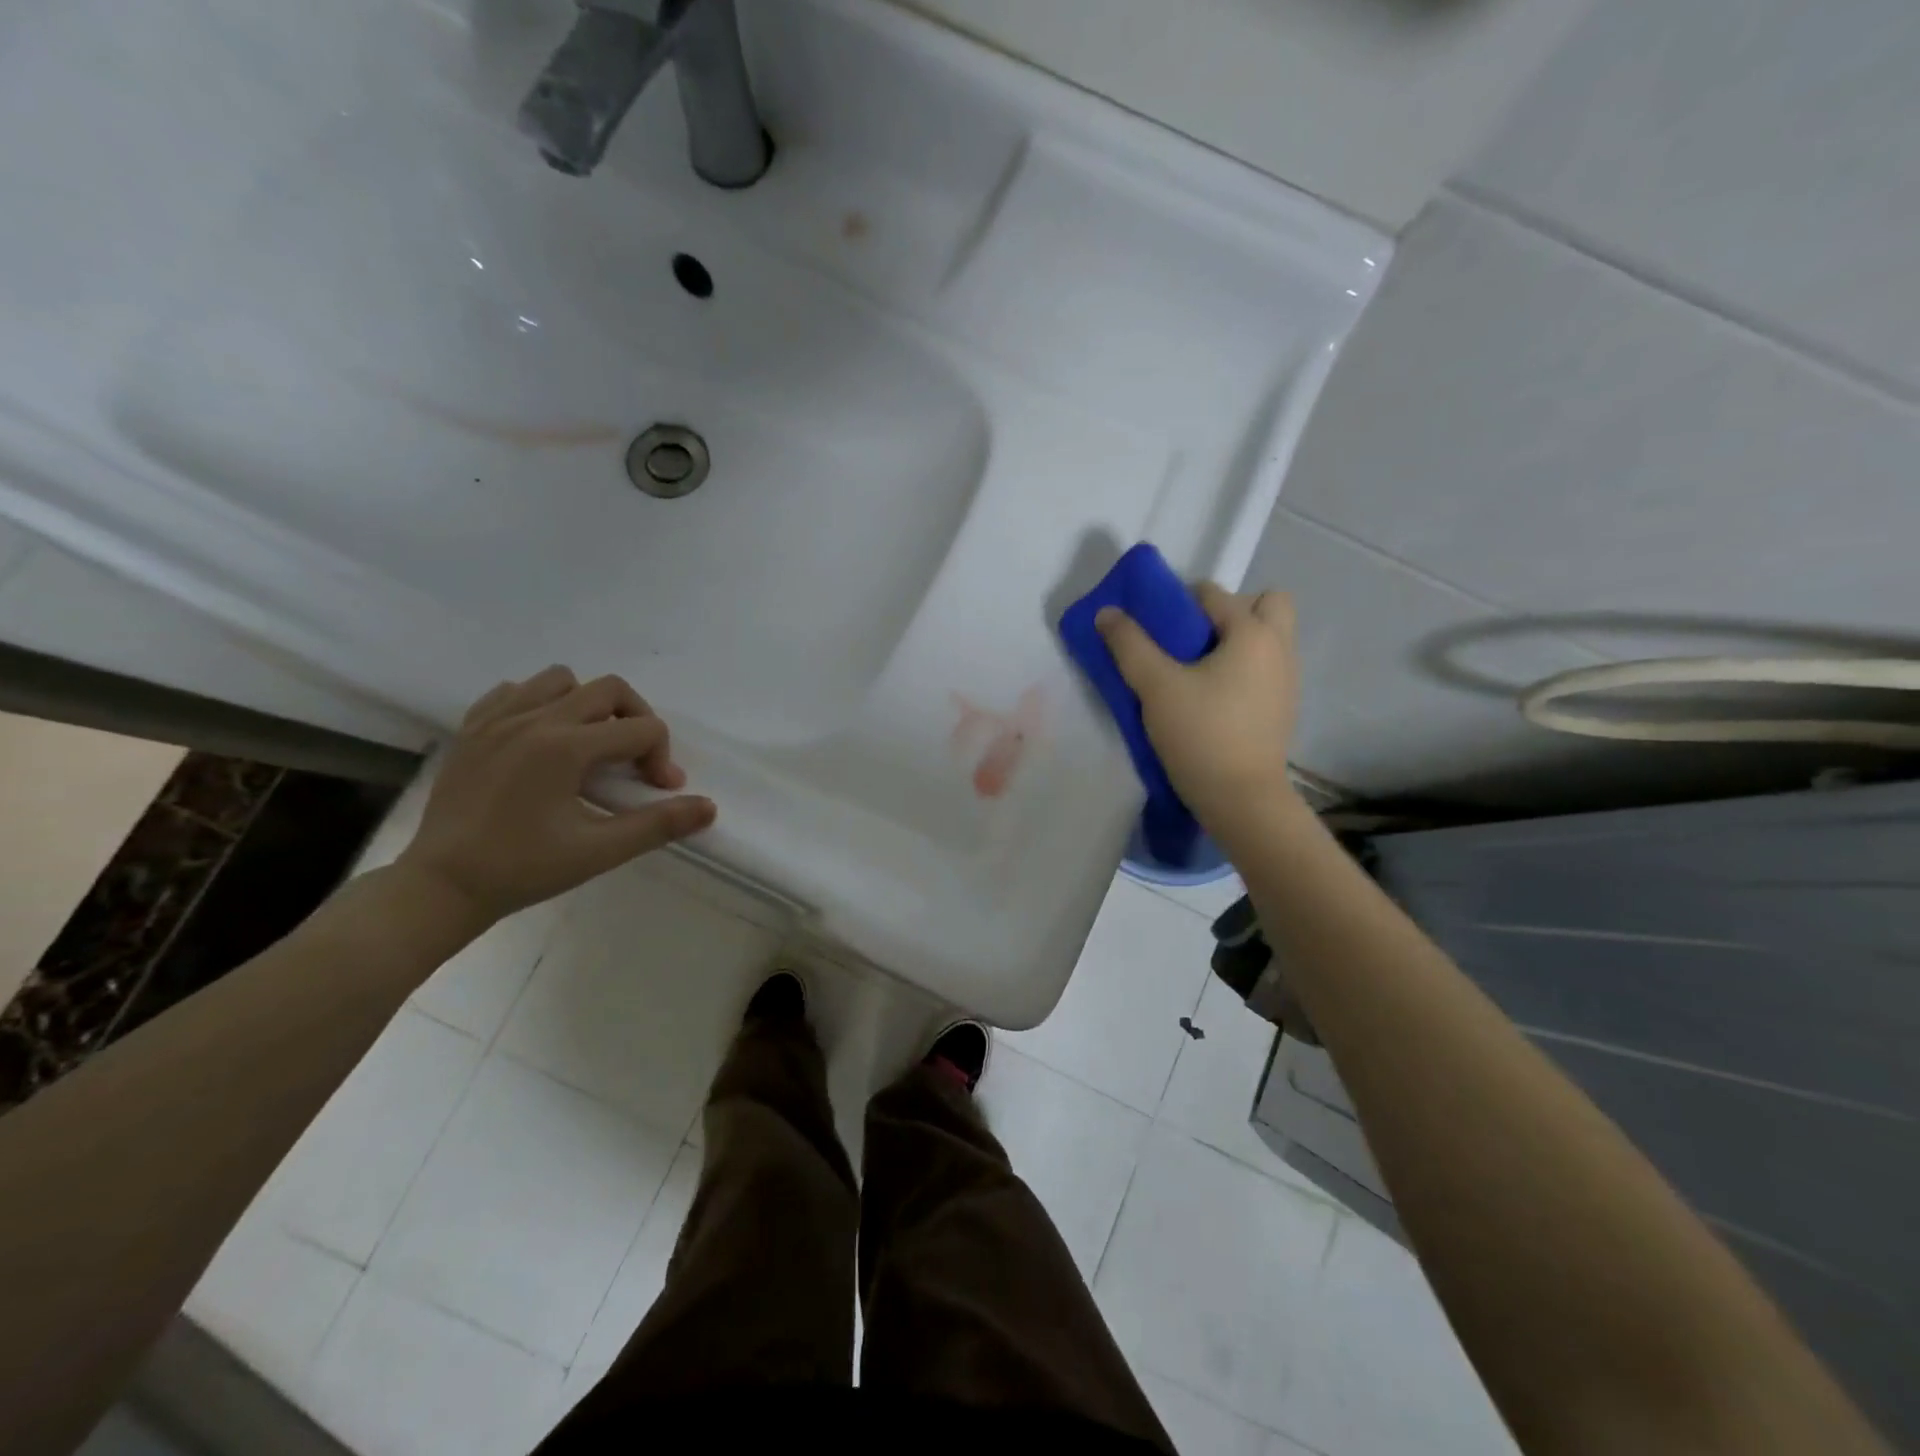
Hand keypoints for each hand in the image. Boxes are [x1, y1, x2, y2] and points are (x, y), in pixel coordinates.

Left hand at [396, 666, 716, 924]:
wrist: (441, 886)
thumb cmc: (523, 869)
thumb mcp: (599, 851)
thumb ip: (658, 824)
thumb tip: (709, 807)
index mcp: (566, 746)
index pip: (642, 728)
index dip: (662, 758)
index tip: (658, 792)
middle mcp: (533, 719)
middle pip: (609, 689)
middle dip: (636, 719)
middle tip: (634, 761)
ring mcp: (497, 719)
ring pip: (561, 680)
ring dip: (588, 705)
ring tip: (589, 746)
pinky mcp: (471, 729)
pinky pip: (514, 691)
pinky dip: (539, 704)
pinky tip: (542, 741)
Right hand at [1096, 584, 1300, 846]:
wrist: (1242, 800)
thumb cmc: (1200, 734)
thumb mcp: (1155, 687)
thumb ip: (1129, 645)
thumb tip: (1107, 612)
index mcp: (1252, 633)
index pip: (1212, 594)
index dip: (1177, 602)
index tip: (1154, 628)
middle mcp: (1279, 648)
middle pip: (1265, 604)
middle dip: (1229, 611)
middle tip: (1192, 639)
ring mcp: (1287, 680)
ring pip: (1268, 638)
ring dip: (1236, 640)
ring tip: (1196, 671)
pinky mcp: (1283, 708)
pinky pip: (1265, 668)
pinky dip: (1243, 669)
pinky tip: (1212, 698)